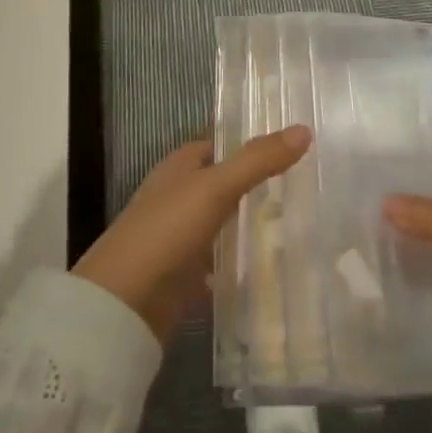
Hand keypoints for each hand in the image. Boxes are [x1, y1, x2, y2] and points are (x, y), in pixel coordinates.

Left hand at [73, 126, 311, 343]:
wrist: (123, 303)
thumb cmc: (166, 230)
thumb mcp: (216, 187)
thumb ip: (258, 160)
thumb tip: (304, 129)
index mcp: (179, 166)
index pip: (221, 145)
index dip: (252, 143)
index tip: (295, 147)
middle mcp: (178, 196)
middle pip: (224, 183)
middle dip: (258, 185)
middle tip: (308, 186)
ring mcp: (180, 237)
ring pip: (224, 222)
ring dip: (252, 224)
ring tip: (302, 223)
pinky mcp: (185, 275)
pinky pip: (221, 262)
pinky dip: (242, 262)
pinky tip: (274, 266)